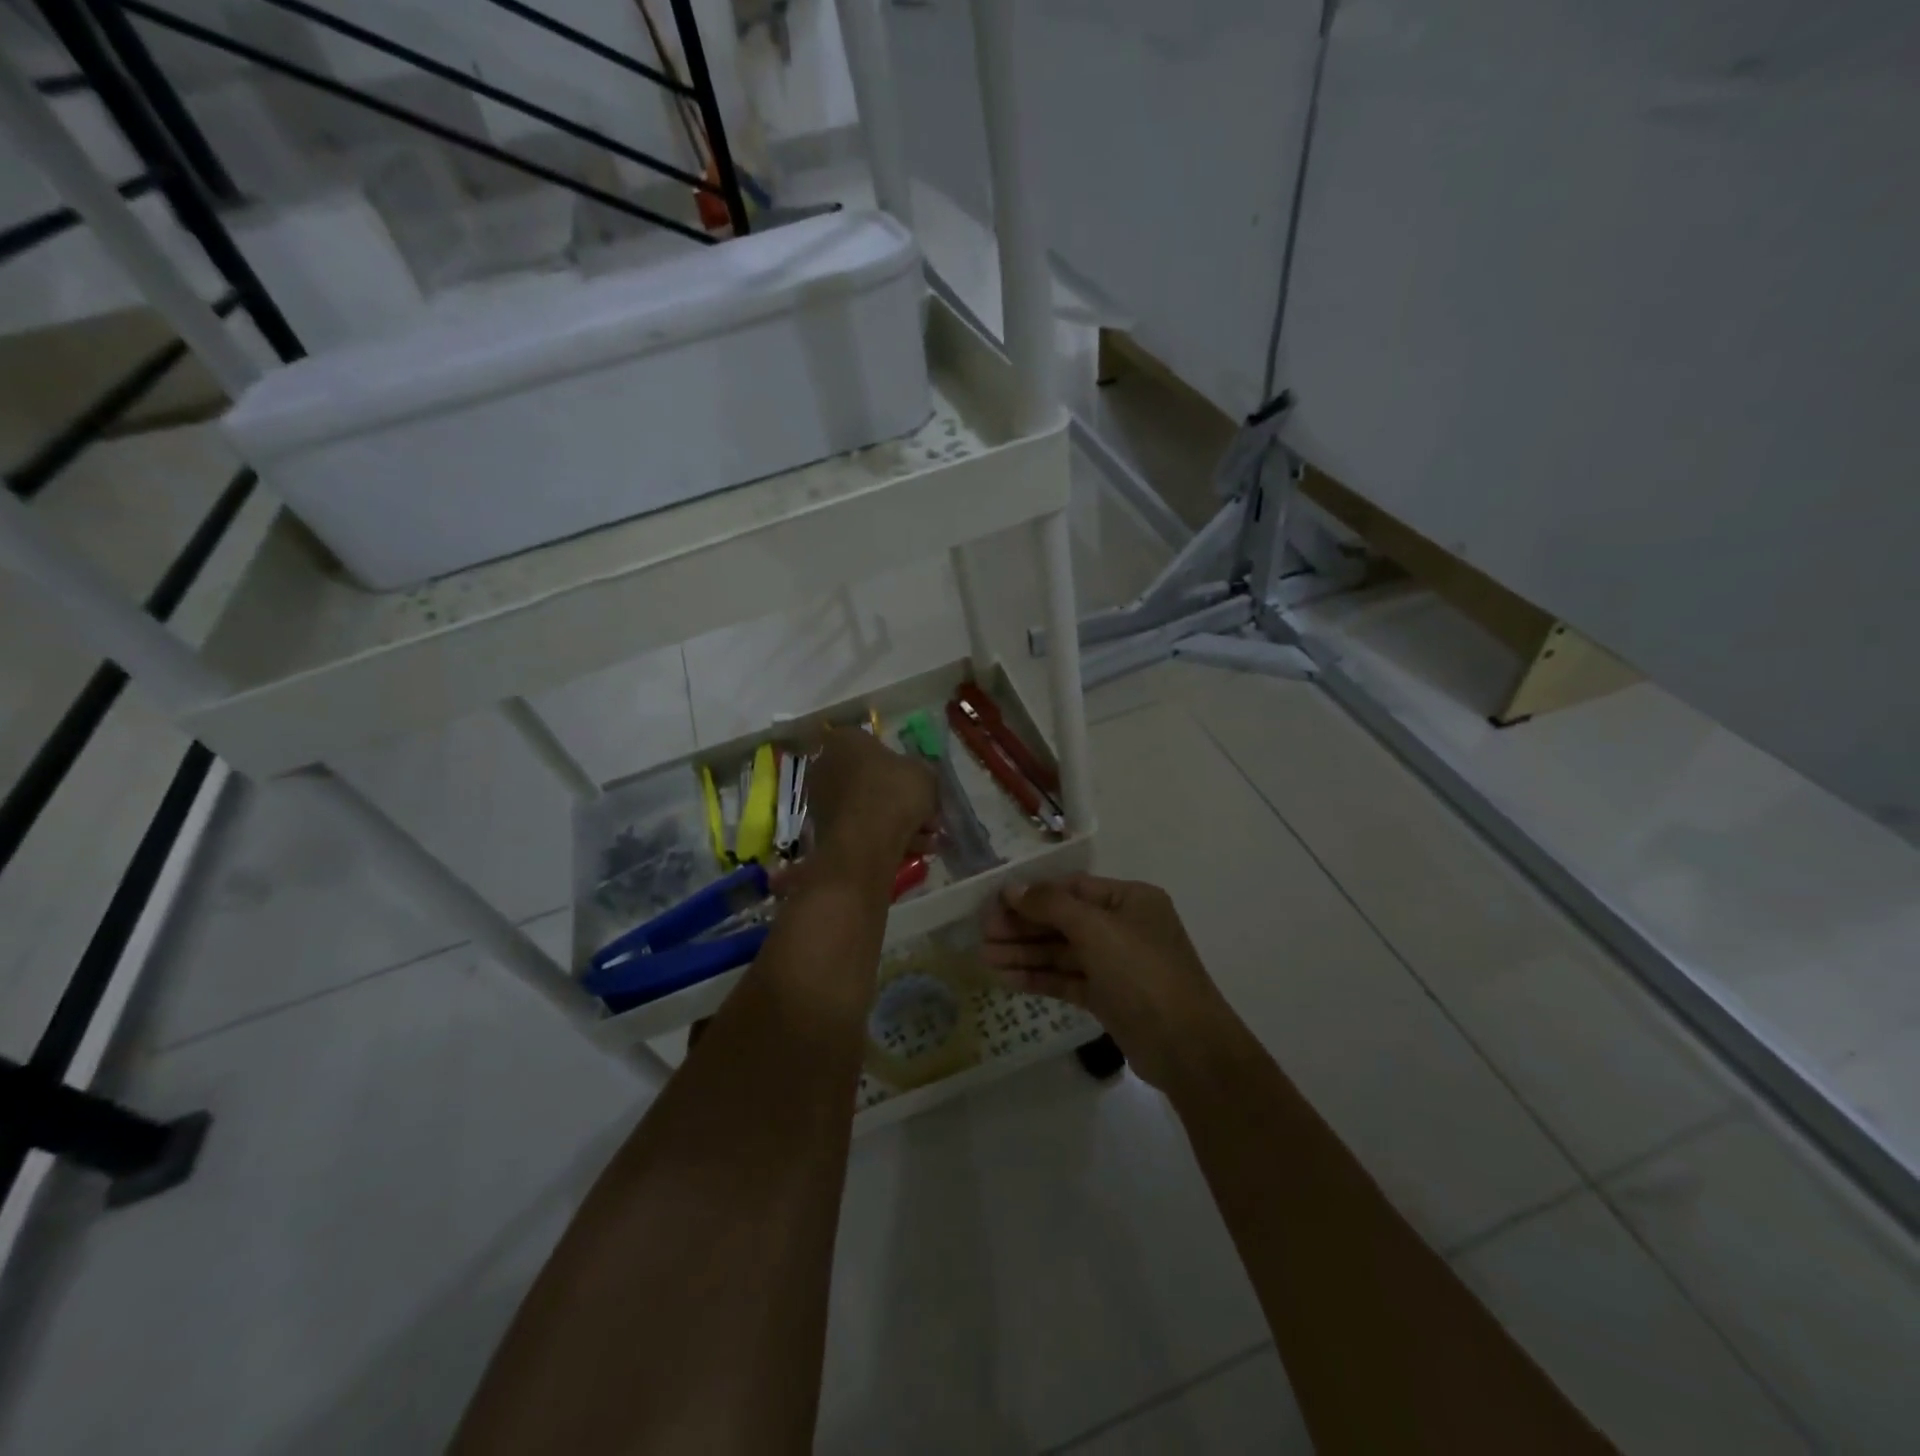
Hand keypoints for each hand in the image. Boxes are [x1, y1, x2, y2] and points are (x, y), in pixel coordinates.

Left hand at [803, 728, 937, 864]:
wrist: (865, 844)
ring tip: (928, 836)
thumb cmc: (893, 793)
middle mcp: (826, 766)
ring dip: (898, 820)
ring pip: (868, 806)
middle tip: (926, 810)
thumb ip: (919, 770)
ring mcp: (822, 801)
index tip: (914, 776)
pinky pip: (863, 829)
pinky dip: (887, 837)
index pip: (870, 741)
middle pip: (869, 777)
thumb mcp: (923, 772)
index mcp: (844, 740)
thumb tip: (917, 776)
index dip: (896, 759)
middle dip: (898, 795)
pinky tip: (916, 849)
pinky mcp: (825, 832)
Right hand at [982, 875, 1237, 1089]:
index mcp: (1129, 900)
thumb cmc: (1143, 973)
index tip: (995, 902)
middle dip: (1023, 926)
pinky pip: (1067, 979)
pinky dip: (1039, 977)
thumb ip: (1052, 906)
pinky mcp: (1108, 997)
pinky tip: (1007, 978)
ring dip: (1025, 953)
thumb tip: (1013, 889)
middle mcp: (1123, 927)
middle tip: (983, 933)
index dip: (1032, 894)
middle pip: (1063, 920)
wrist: (1186, 1047)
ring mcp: (1116, 964)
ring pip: (1062, 952)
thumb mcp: (1097, 929)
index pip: (1072, 888)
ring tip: (984, 957)